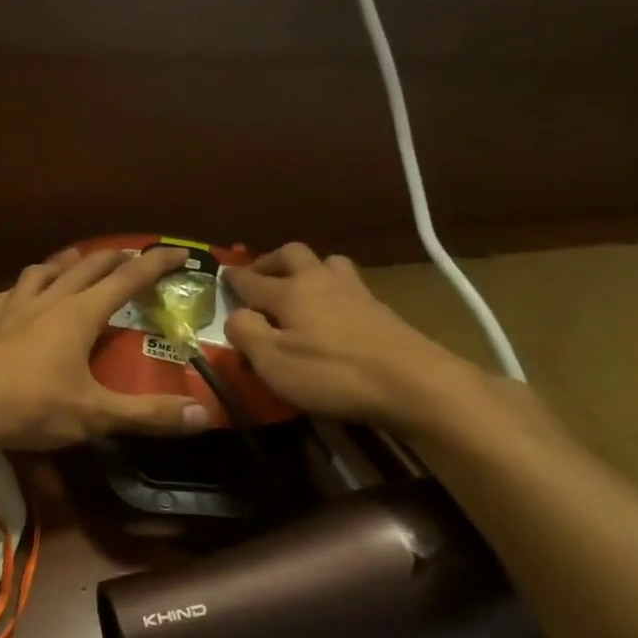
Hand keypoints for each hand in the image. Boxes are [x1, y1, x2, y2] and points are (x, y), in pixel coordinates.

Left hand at [0, 246, 211, 451]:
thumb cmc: (32, 407)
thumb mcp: (95, 415)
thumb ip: (148, 415)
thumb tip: (204, 416)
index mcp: (80, 314)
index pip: (128, 279)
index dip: (156, 263)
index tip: (179, 251)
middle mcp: (49, 299)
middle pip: (88, 266)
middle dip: (115, 259)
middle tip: (133, 259)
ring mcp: (13, 306)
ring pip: (45, 270)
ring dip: (68, 263)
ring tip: (77, 264)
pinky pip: (12, 291)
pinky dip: (28, 287)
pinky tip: (23, 296)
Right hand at [224, 243, 484, 431]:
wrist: (415, 383)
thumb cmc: (332, 373)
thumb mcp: (273, 361)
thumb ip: (245, 333)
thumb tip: (234, 315)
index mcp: (290, 291)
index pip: (252, 279)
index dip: (233, 278)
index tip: (222, 274)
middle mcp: (321, 281)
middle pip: (293, 254)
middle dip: (271, 261)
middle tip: (260, 276)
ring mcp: (356, 293)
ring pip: (328, 264)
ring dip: (308, 270)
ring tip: (299, 289)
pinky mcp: (381, 311)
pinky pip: (348, 286)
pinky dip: (332, 290)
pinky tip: (332, 311)